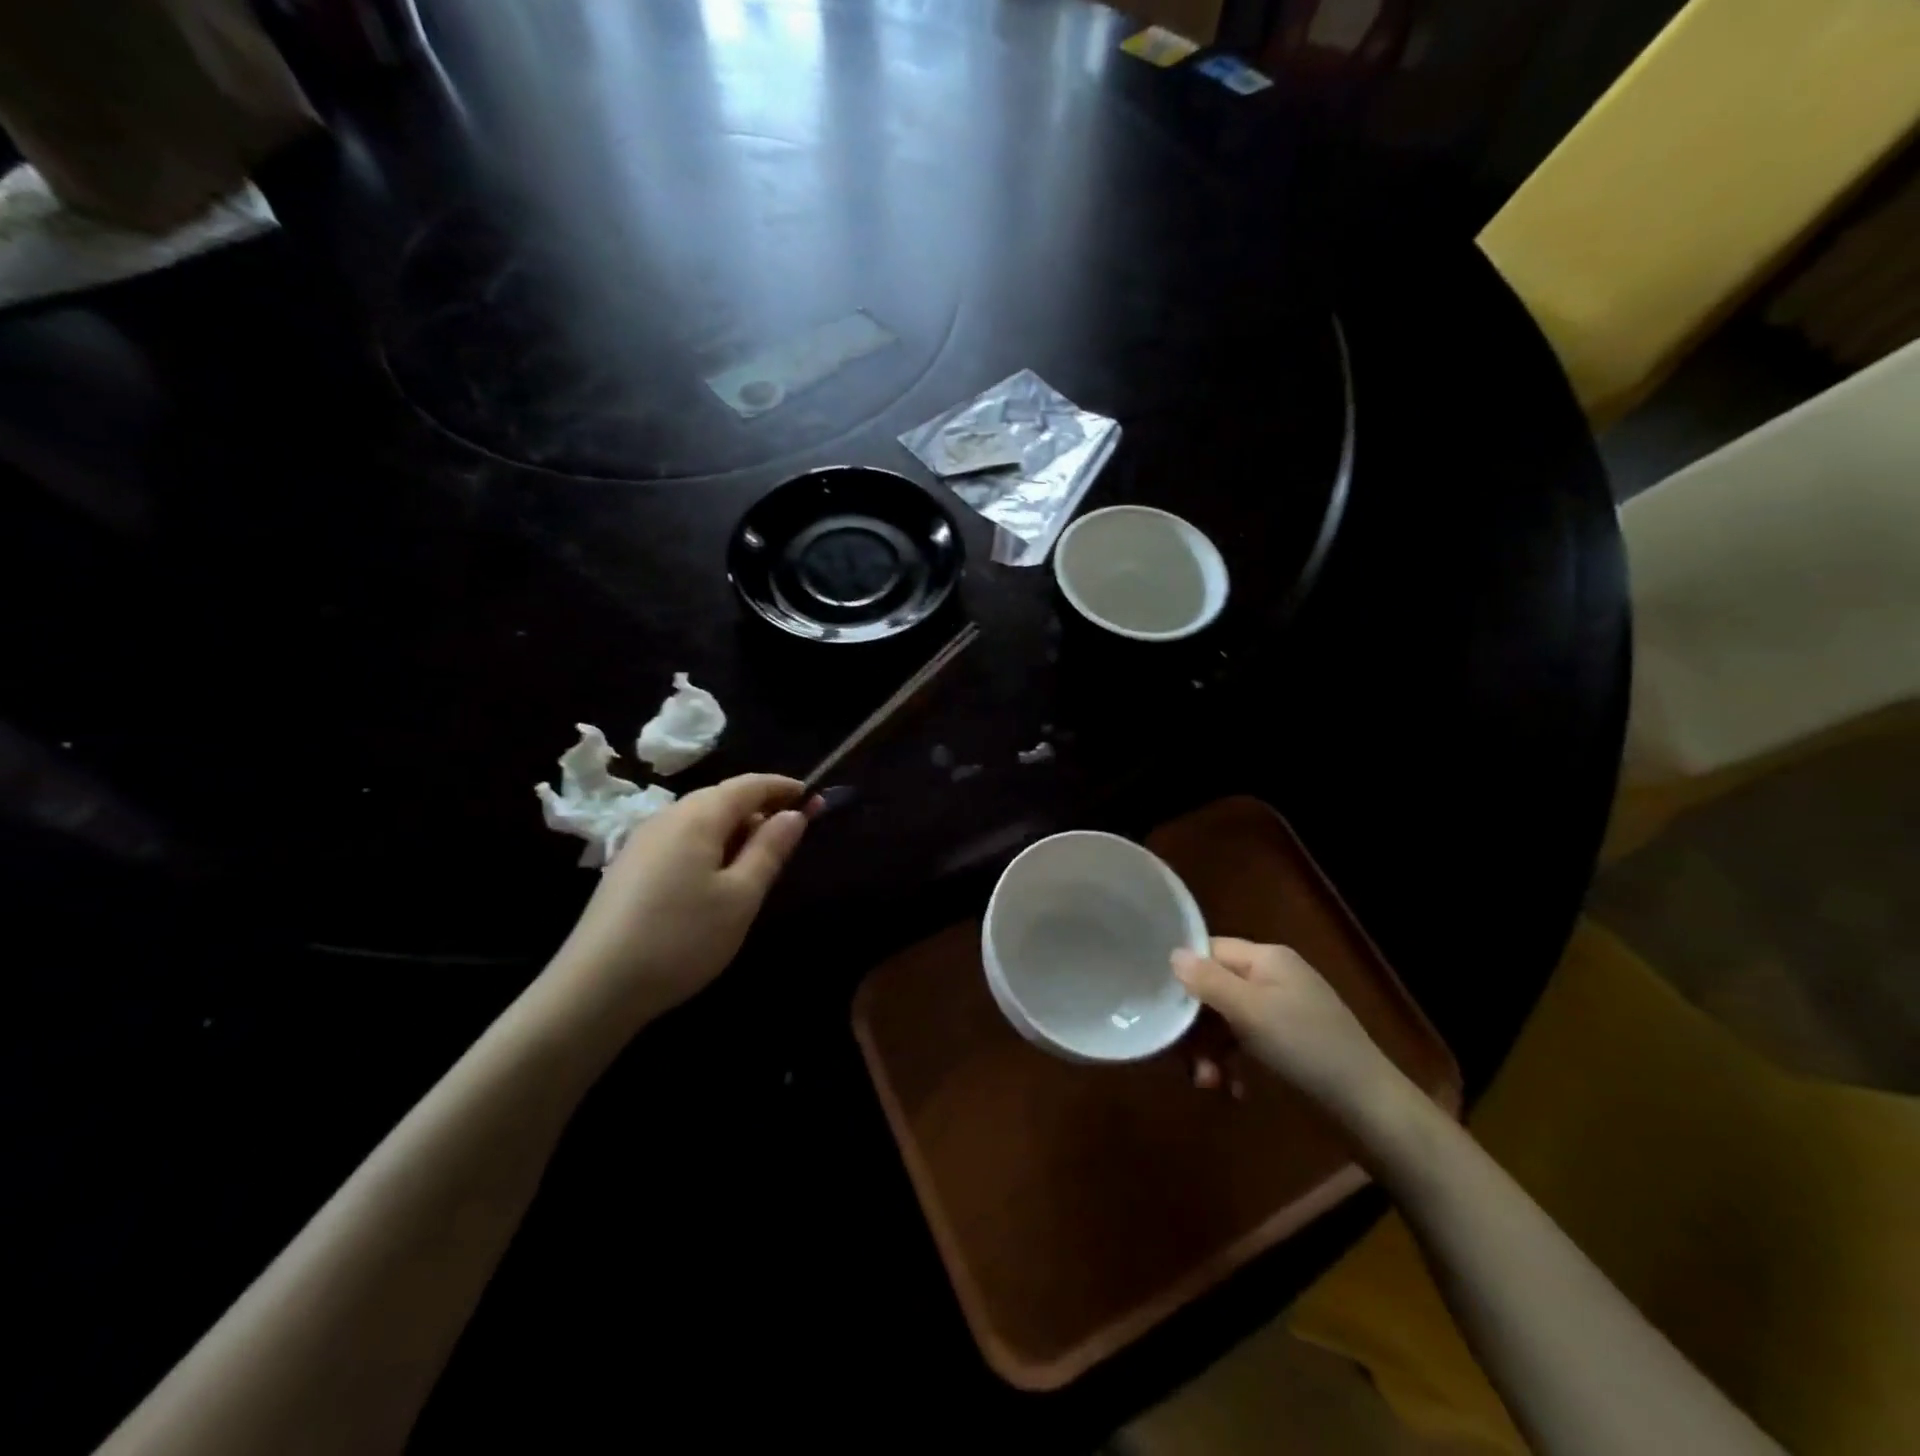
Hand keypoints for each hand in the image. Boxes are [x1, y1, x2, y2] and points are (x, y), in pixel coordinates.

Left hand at [546, 774, 815, 1031]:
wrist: (595, 987)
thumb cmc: (681, 938)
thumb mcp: (740, 896)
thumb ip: (770, 849)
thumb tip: (794, 814)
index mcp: (697, 816)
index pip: (749, 785)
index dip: (783, 787)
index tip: (813, 797)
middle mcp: (667, 816)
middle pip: (722, 798)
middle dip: (760, 808)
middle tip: (791, 835)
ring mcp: (642, 840)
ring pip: (699, 820)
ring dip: (734, 829)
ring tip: (757, 862)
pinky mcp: (628, 866)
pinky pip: (680, 839)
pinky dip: (709, 845)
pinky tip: (715, 879)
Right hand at [1173, 937, 1406, 1118]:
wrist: (1369, 1106)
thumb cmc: (1305, 1047)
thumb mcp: (1250, 1011)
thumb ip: (1208, 981)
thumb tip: (1173, 954)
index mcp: (1267, 958)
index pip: (1210, 951)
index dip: (1184, 975)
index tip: (1163, 1006)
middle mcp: (1273, 977)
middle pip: (1215, 990)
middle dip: (1197, 1028)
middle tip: (1188, 1063)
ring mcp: (1282, 1010)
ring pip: (1227, 1021)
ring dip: (1212, 1052)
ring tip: (1210, 1085)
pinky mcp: (1288, 1043)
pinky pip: (1247, 1043)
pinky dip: (1235, 1064)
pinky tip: (1235, 1090)